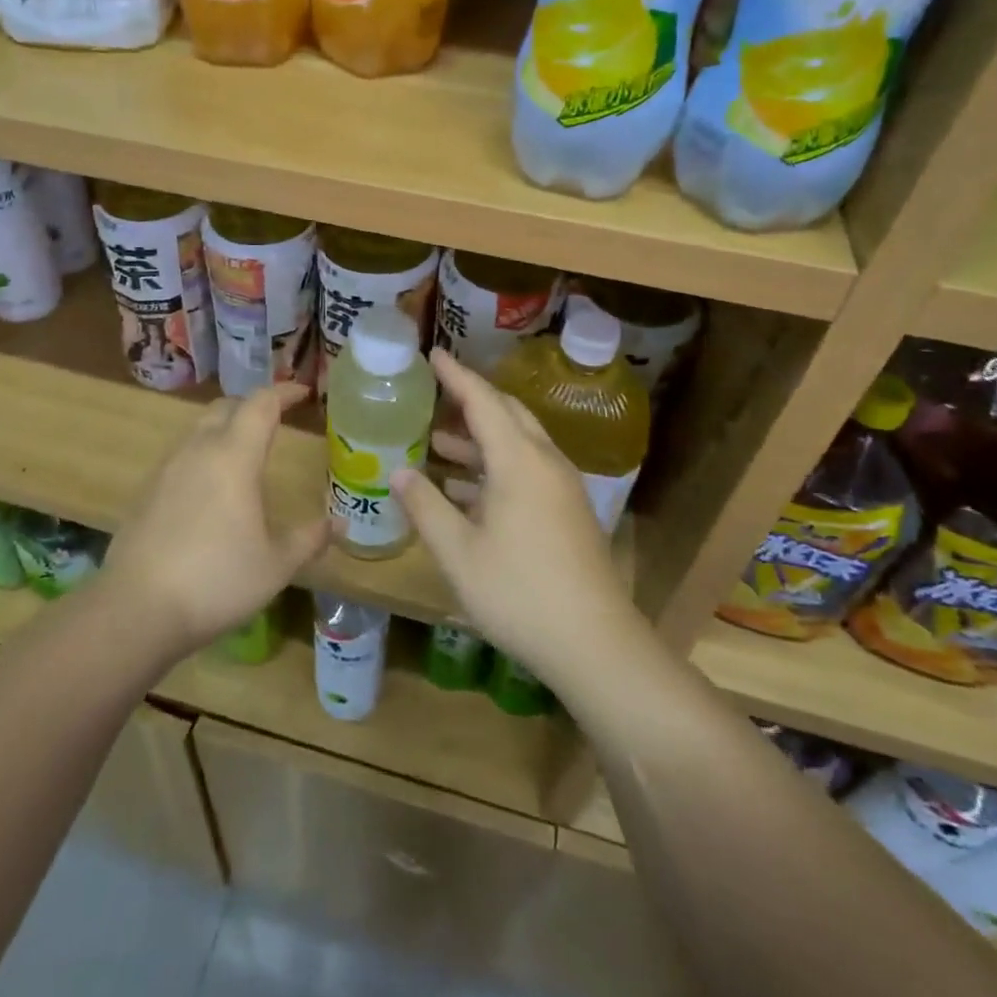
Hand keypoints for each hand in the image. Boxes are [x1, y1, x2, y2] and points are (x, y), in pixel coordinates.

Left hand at [103, 382, 329, 654]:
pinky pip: (182, 455)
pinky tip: (211, 489)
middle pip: (226, 407)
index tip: (304, 393)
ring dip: (226, 428)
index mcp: (233, 457)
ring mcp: (167, 469)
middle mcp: (198, 450)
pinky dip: (204, 454)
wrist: (136, 609)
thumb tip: (340, 522)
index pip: (261, 404)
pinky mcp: (146, 491)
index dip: (284, 392)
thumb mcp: (276, 565)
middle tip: (276, 421)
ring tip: (245, 453)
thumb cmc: (216, 580)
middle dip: (253, 406)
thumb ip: (309, 538)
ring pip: (199, 429)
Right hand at [392, 351, 634, 679]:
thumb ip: (426, 507)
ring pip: (518, 444)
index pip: (483, 401)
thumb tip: (400, 471)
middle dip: (471, 401)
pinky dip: (495, 467)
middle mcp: (544, 462)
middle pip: (507, 414)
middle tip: (435, 394)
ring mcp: (561, 487)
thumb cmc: (519, 593)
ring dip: (480, 439)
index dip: (456, 376)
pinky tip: (467, 491)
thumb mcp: (458, 553)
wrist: (595, 643)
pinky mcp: (567, 511)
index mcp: (518, 461)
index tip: (433, 354)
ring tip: (439, 443)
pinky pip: (527, 469)